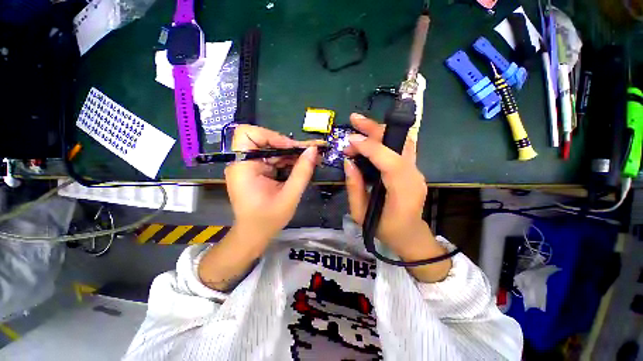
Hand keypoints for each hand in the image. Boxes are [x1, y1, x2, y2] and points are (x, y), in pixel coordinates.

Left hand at [225, 125, 317, 243]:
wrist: (255, 234)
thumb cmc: (268, 219)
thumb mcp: (289, 196)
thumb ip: (302, 172)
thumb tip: (313, 150)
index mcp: (243, 167)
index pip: (247, 133)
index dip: (270, 135)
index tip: (290, 148)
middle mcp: (243, 163)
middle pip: (264, 140)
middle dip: (288, 146)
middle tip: (309, 152)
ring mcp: (250, 167)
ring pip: (272, 149)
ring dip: (291, 153)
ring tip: (311, 158)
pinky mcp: (257, 171)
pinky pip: (274, 159)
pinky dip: (288, 161)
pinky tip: (302, 165)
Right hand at [344, 114, 449, 280]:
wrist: (410, 235)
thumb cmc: (385, 229)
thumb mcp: (361, 214)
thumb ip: (354, 187)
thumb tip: (348, 162)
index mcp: (403, 193)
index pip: (391, 162)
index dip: (371, 147)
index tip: (351, 140)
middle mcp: (414, 177)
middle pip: (400, 144)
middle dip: (375, 129)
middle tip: (354, 120)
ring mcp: (416, 171)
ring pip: (402, 141)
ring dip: (380, 130)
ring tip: (360, 125)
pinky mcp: (413, 169)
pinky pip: (401, 147)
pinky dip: (385, 138)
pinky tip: (371, 136)